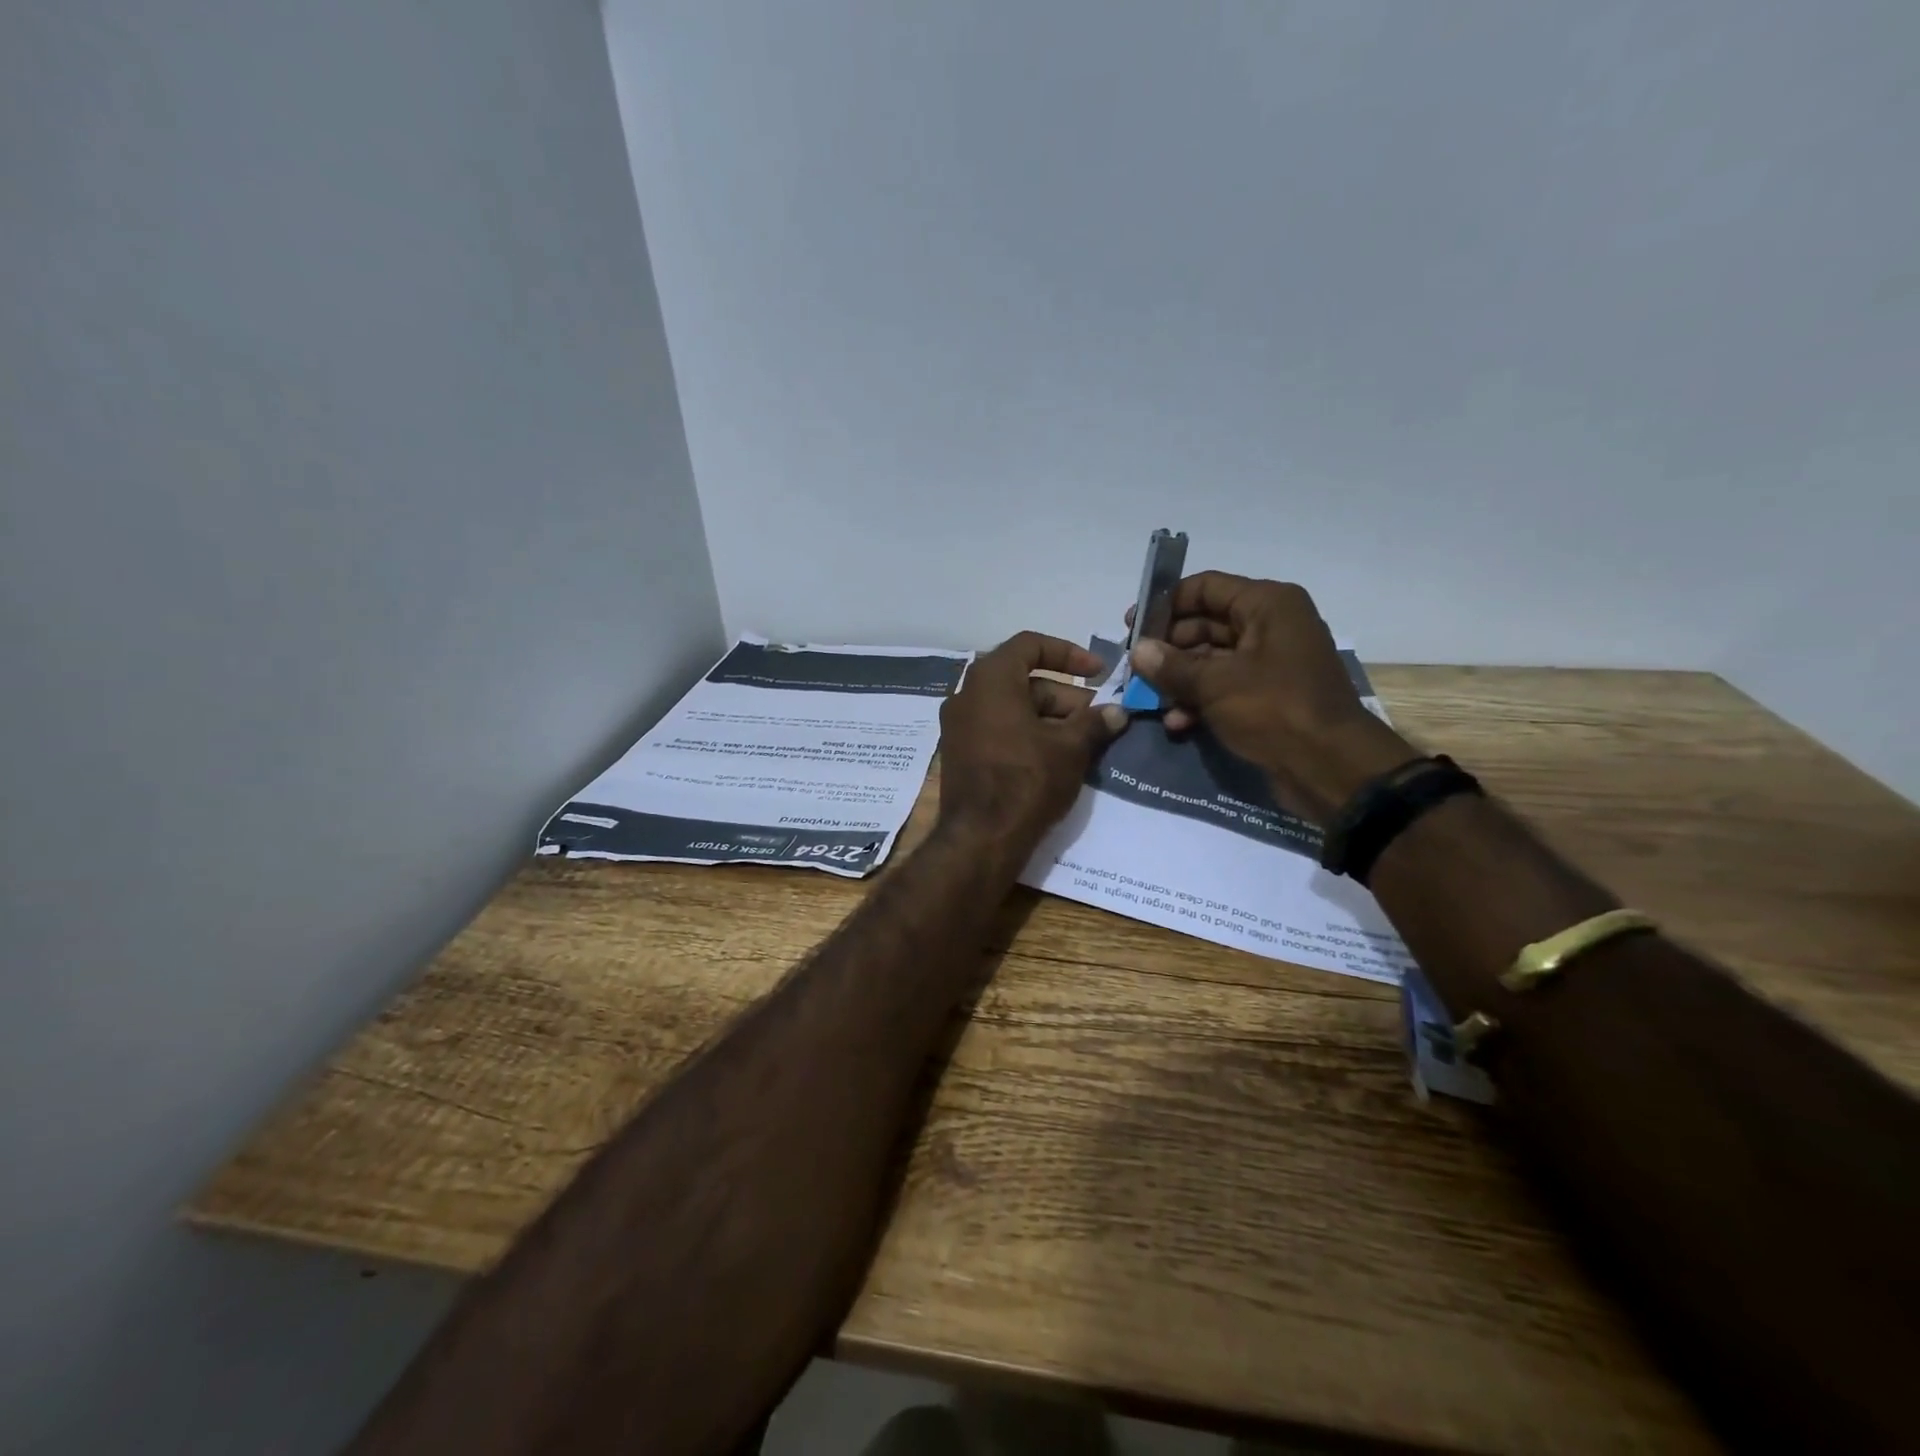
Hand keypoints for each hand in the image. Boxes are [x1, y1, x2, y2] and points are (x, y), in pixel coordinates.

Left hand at [939, 632, 1127, 853]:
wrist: (980, 838)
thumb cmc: (1027, 780)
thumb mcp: (1070, 748)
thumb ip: (1094, 722)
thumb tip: (1117, 713)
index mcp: (990, 679)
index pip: (1030, 645)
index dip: (1069, 653)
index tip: (1099, 672)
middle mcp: (966, 695)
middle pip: (1023, 680)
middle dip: (1065, 696)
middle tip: (1097, 718)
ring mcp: (958, 726)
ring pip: (1012, 707)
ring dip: (1049, 717)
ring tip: (1084, 741)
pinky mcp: (959, 753)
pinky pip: (997, 729)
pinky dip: (1027, 733)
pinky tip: (1056, 757)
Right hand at [1126, 574, 1417, 824]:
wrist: (1330, 768)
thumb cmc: (1274, 709)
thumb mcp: (1215, 684)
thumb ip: (1171, 665)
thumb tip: (1138, 650)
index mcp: (1267, 605)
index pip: (1206, 587)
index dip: (1165, 604)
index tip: (1132, 627)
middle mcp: (1271, 626)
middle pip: (1205, 624)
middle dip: (1168, 648)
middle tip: (1134, 669)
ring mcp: (1271, 663)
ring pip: (1212, 660)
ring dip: (1180, 680)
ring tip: (1149, 700)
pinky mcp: (1268, 696)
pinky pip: (1225, 688)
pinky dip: (1200, 701)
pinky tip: (1176, 723)